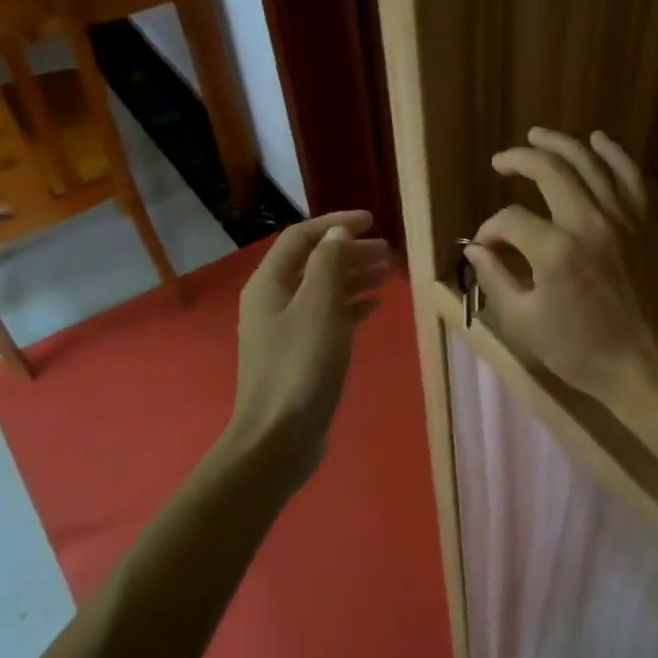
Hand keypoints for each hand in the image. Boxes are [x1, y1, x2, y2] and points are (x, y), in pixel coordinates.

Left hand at [230, 211, 389, 482]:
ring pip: (322, 290)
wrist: (279, 437)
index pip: (301, 238)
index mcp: (269, 284)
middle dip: (349, 252)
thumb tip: (338, 232)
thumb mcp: (319, 307)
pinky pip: (327, 317)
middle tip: (387, 252)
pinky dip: (350, 306)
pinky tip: (375, 307)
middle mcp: (273, 301)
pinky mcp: (300, 354)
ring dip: (353, 277)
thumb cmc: (301, 366)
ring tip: (388, 274)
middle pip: (313, 262)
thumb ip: (329, 263)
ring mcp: (286, 330)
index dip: (335, 223)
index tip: (372, 220)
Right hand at [465, 129, 657, 408]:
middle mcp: (590, 222)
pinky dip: (614, 154)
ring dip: (562, 145)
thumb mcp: (525, 323)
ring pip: (591, 164)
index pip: (511, 220)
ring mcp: (623, 219)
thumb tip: (475, 247)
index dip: (491, 228)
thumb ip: (495, 279)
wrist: (647, 365)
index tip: (486, 245)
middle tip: (501, 160)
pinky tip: (598, 140)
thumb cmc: (581, 351)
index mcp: (556, 251)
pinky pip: (631, 177)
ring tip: (538, 135)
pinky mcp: (646, 224)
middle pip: (550, 172)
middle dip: (519, 160)